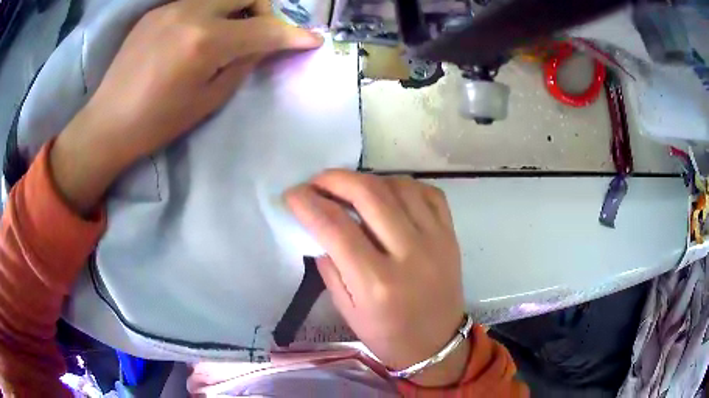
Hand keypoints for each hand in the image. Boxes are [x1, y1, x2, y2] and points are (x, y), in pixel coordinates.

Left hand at [51, 0, 321, 213]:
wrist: (108, 121)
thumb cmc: (158, 121)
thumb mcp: (209, 99)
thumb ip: (243, 64)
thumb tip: (265, 44)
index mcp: (205, 41)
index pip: (265, 28)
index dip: (293, 34)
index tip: (312, 39)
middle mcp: (191, 12)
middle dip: (264, 10)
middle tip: (259, 33)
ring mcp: (171, 7)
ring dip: (236, 9)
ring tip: (227, 34)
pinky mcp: (156, 11)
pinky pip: (196, 2)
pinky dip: (209, 13)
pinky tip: (197, 35)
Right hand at [285, 170, 468, 386]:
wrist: (437, 344)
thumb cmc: (388, 335)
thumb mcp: (347, 311)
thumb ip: (331, 267)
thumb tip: (319, 228)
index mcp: (377, 282)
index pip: (335, 227)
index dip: (307, 203)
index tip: (292, 194)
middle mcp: (409, 254)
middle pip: (369, 194)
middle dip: (335, 179)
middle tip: (318, 182)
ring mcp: (436, 240)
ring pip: (399, 186)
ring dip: (368, 179)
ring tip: (352, 189)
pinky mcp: (451, 235)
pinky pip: (429, 193)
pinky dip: (403, 185)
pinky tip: (389, 194)